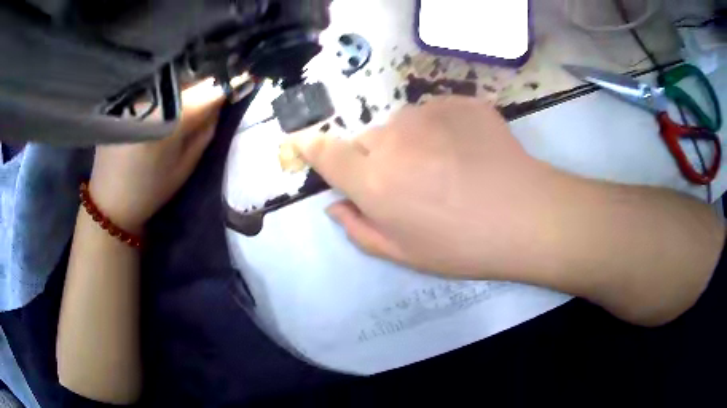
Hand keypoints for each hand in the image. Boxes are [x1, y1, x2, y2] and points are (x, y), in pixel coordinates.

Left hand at [89, 85, 224, 233]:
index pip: (211, 87)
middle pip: (191, 71)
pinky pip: (155, 78)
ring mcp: (136, 91)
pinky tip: (173, 84)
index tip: (247, 75)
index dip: (231, 80)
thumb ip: (207, 127)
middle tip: (225, 73)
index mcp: (172, 116)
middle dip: (211, 72)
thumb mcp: (187, 163)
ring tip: (201, 76)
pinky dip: (168, 78)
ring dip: (190, 72)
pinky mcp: (124, 94)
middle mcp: (154, 95)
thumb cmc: (151, 188)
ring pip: (172, 71)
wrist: (111, 199)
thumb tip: (222, 96)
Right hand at [296, 97, 570, 278]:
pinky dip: (443, 129)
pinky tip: (469, 151)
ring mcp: (429, 114)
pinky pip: (436, 113)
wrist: (526, 216)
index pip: (326, 153)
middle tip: (412, 182)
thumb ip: (359, 229)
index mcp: (375, 181)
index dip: (312, 147)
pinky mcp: (459, 102)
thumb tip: (336, 205)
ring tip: (447, 167)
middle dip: (377, 158)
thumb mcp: (404, 254)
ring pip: (402, 125)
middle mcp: (394, 139)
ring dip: (412, 142)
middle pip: (367, 140)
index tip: (306, 143)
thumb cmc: (463, 245)